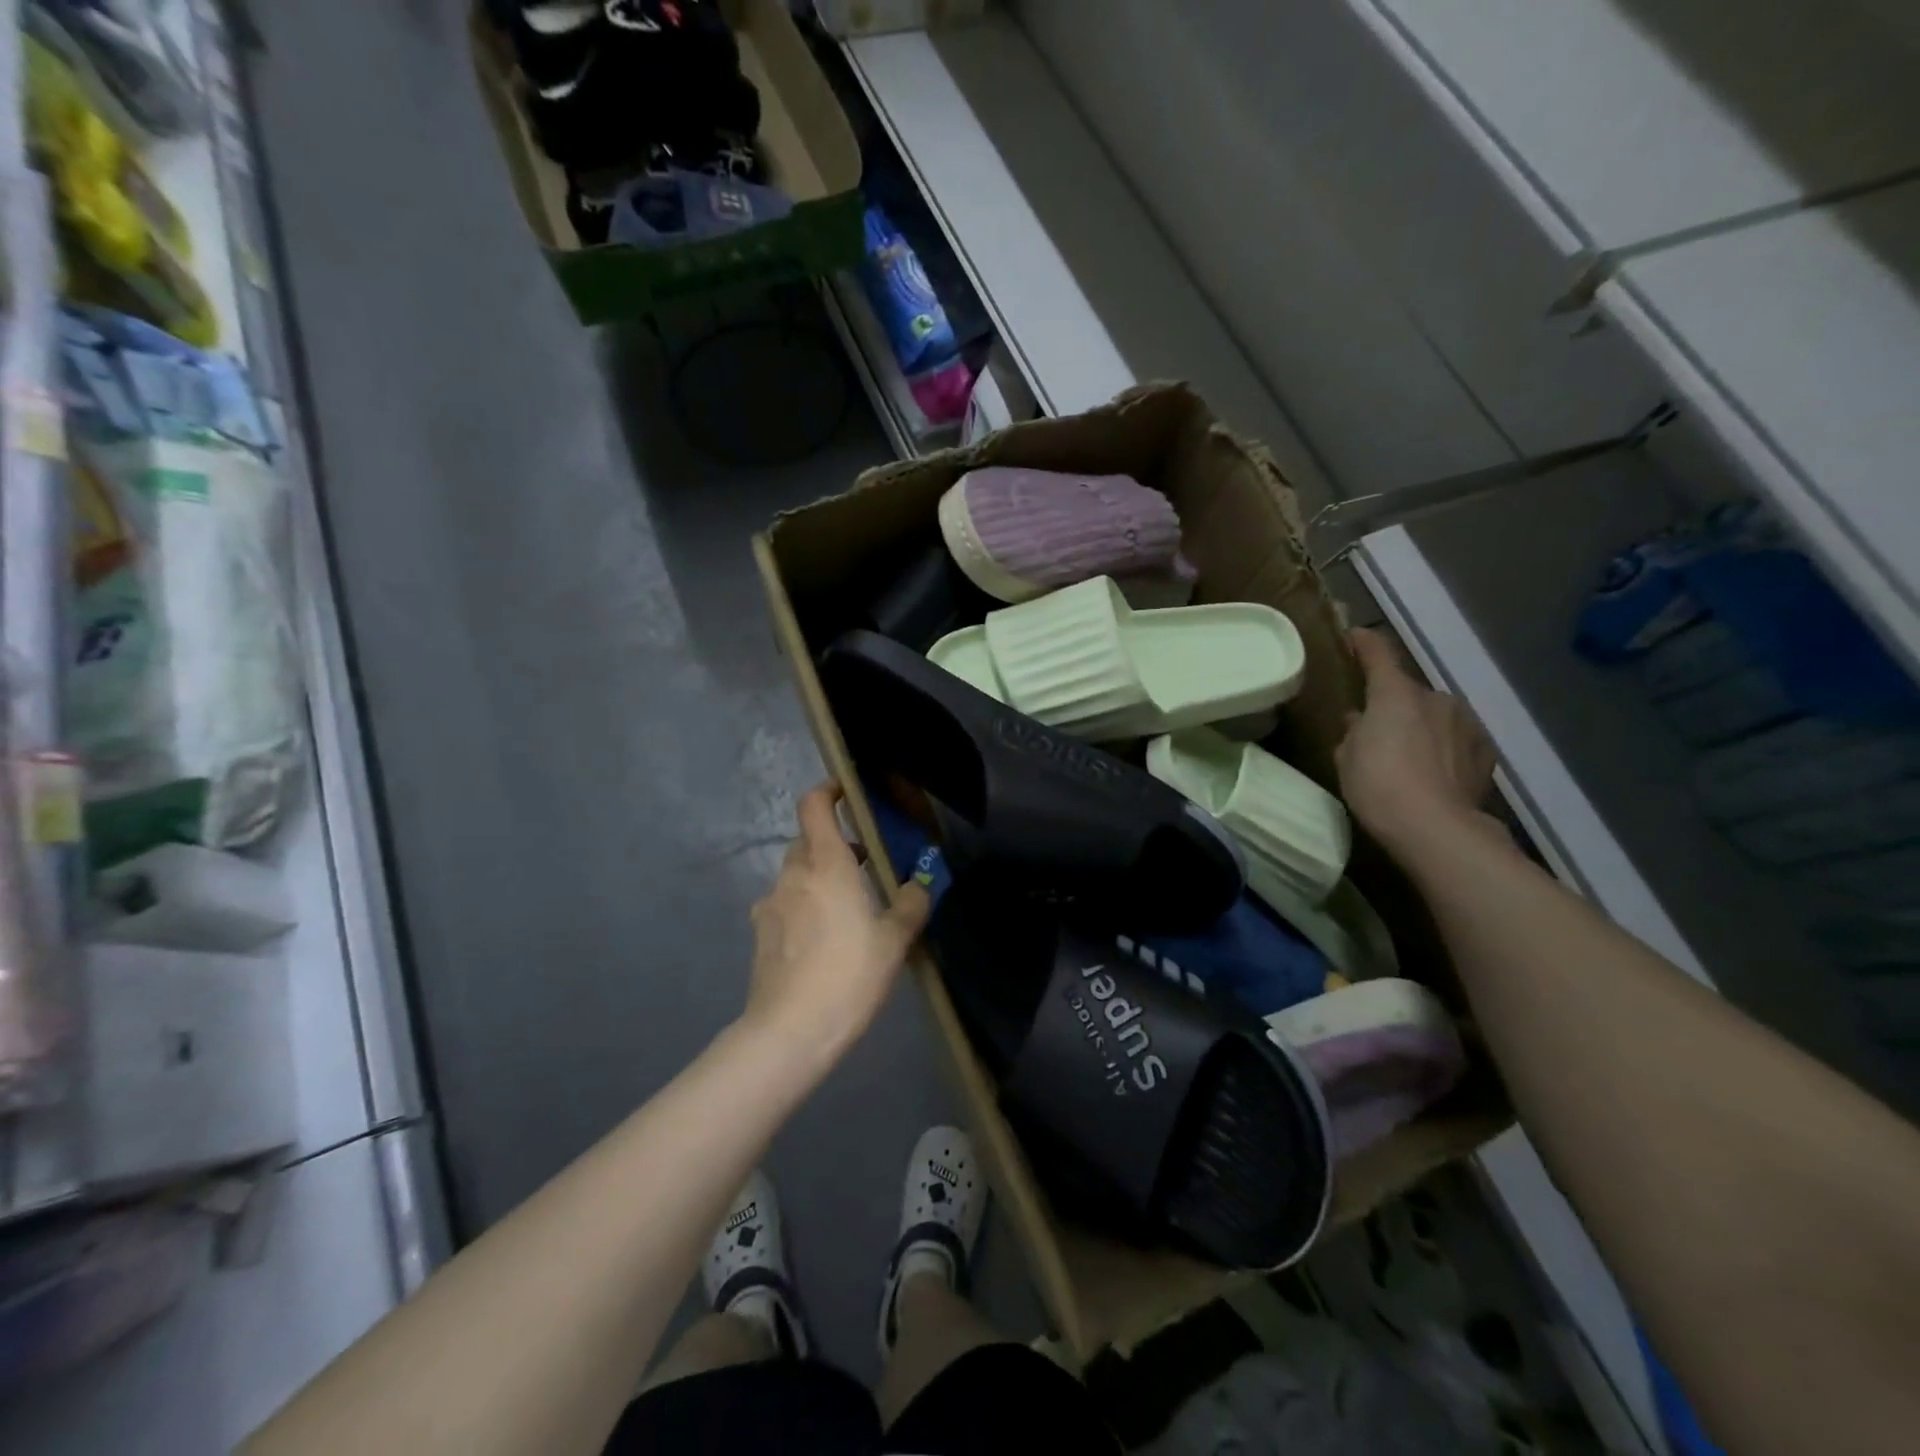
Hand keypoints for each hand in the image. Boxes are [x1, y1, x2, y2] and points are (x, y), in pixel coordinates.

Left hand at [744, 782, 931, 1059]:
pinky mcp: (760, 934)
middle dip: (834, 844)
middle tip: (864, 865)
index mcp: (826, 864)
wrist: (790, 1031)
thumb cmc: (849, 974)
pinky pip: (785, 905)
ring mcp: (770, 904)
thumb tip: (918, 886)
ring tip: (847, 908)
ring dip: (819, 878)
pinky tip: (822, 941)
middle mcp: (793, 875)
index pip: (814, 805)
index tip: (847, 794)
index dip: (828, 791)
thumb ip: (910, 905)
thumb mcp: (894, 940)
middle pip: (807, 841)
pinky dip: (803, 907)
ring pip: (796, 875)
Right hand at [1337, 628, 1497, 854]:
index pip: (1378, 654)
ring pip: (1436, 716)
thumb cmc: (1377, 785)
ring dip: (1422, 727)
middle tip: (1377, 730)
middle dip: (1394, 705)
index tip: (1353, 635)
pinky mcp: (1486, 753)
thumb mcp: (1347, 756)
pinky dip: (1444, 749)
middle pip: (1408, 693)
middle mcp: (1435, 698)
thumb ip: (1353, 730)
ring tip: (1408, 757)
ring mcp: (1466, 724)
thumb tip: (1360, 720)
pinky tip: (1434, 772)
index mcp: (1396, 693)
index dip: (1364, 642)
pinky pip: (1457, 740)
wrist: (1435, 828)